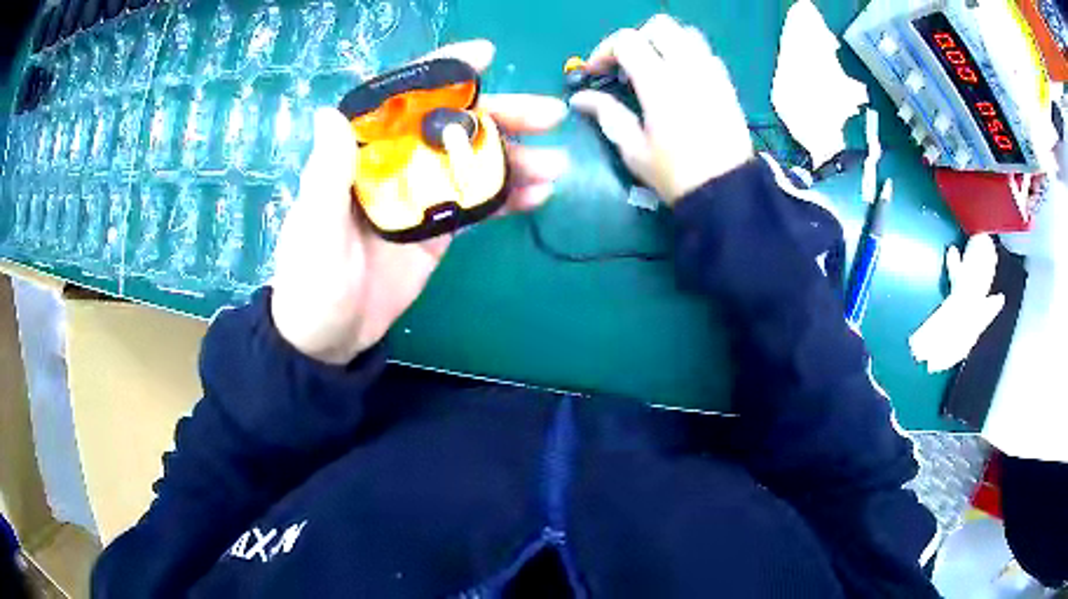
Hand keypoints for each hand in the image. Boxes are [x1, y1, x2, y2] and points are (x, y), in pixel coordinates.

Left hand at [270, 40, 568, 364]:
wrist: (329, 338)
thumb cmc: (311, 281)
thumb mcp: (313, 228)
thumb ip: (326, 174)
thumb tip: (331, 113)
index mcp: (362, 152)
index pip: (403, 99)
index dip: (443, 73)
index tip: (485, 56)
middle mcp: (396, 162)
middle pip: (451, 126)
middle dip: (500, 115)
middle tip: (548, 115)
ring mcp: (421, 195)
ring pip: (473, 162)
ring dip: (516, 158)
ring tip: (555, 164)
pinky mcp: (439, 228)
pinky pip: (479, 202)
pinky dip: (509, 196)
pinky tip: (538, 195)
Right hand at [570, 14, 752, 203]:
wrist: (726, 192)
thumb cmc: (676, 175)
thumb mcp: (633, 150)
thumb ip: (606, 114)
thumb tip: (579, 98)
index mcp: (660, 84)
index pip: (627, 41)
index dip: (604, 51)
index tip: (596, 73)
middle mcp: (687, 69)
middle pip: (659, 26)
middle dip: (636, 39)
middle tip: (626, 66)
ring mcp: (711, 74)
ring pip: (686, 33)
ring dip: (664, 42)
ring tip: (654, 67)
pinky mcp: (726, 84)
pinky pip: (706, 52)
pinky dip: (688, 54)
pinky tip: (681, 77)